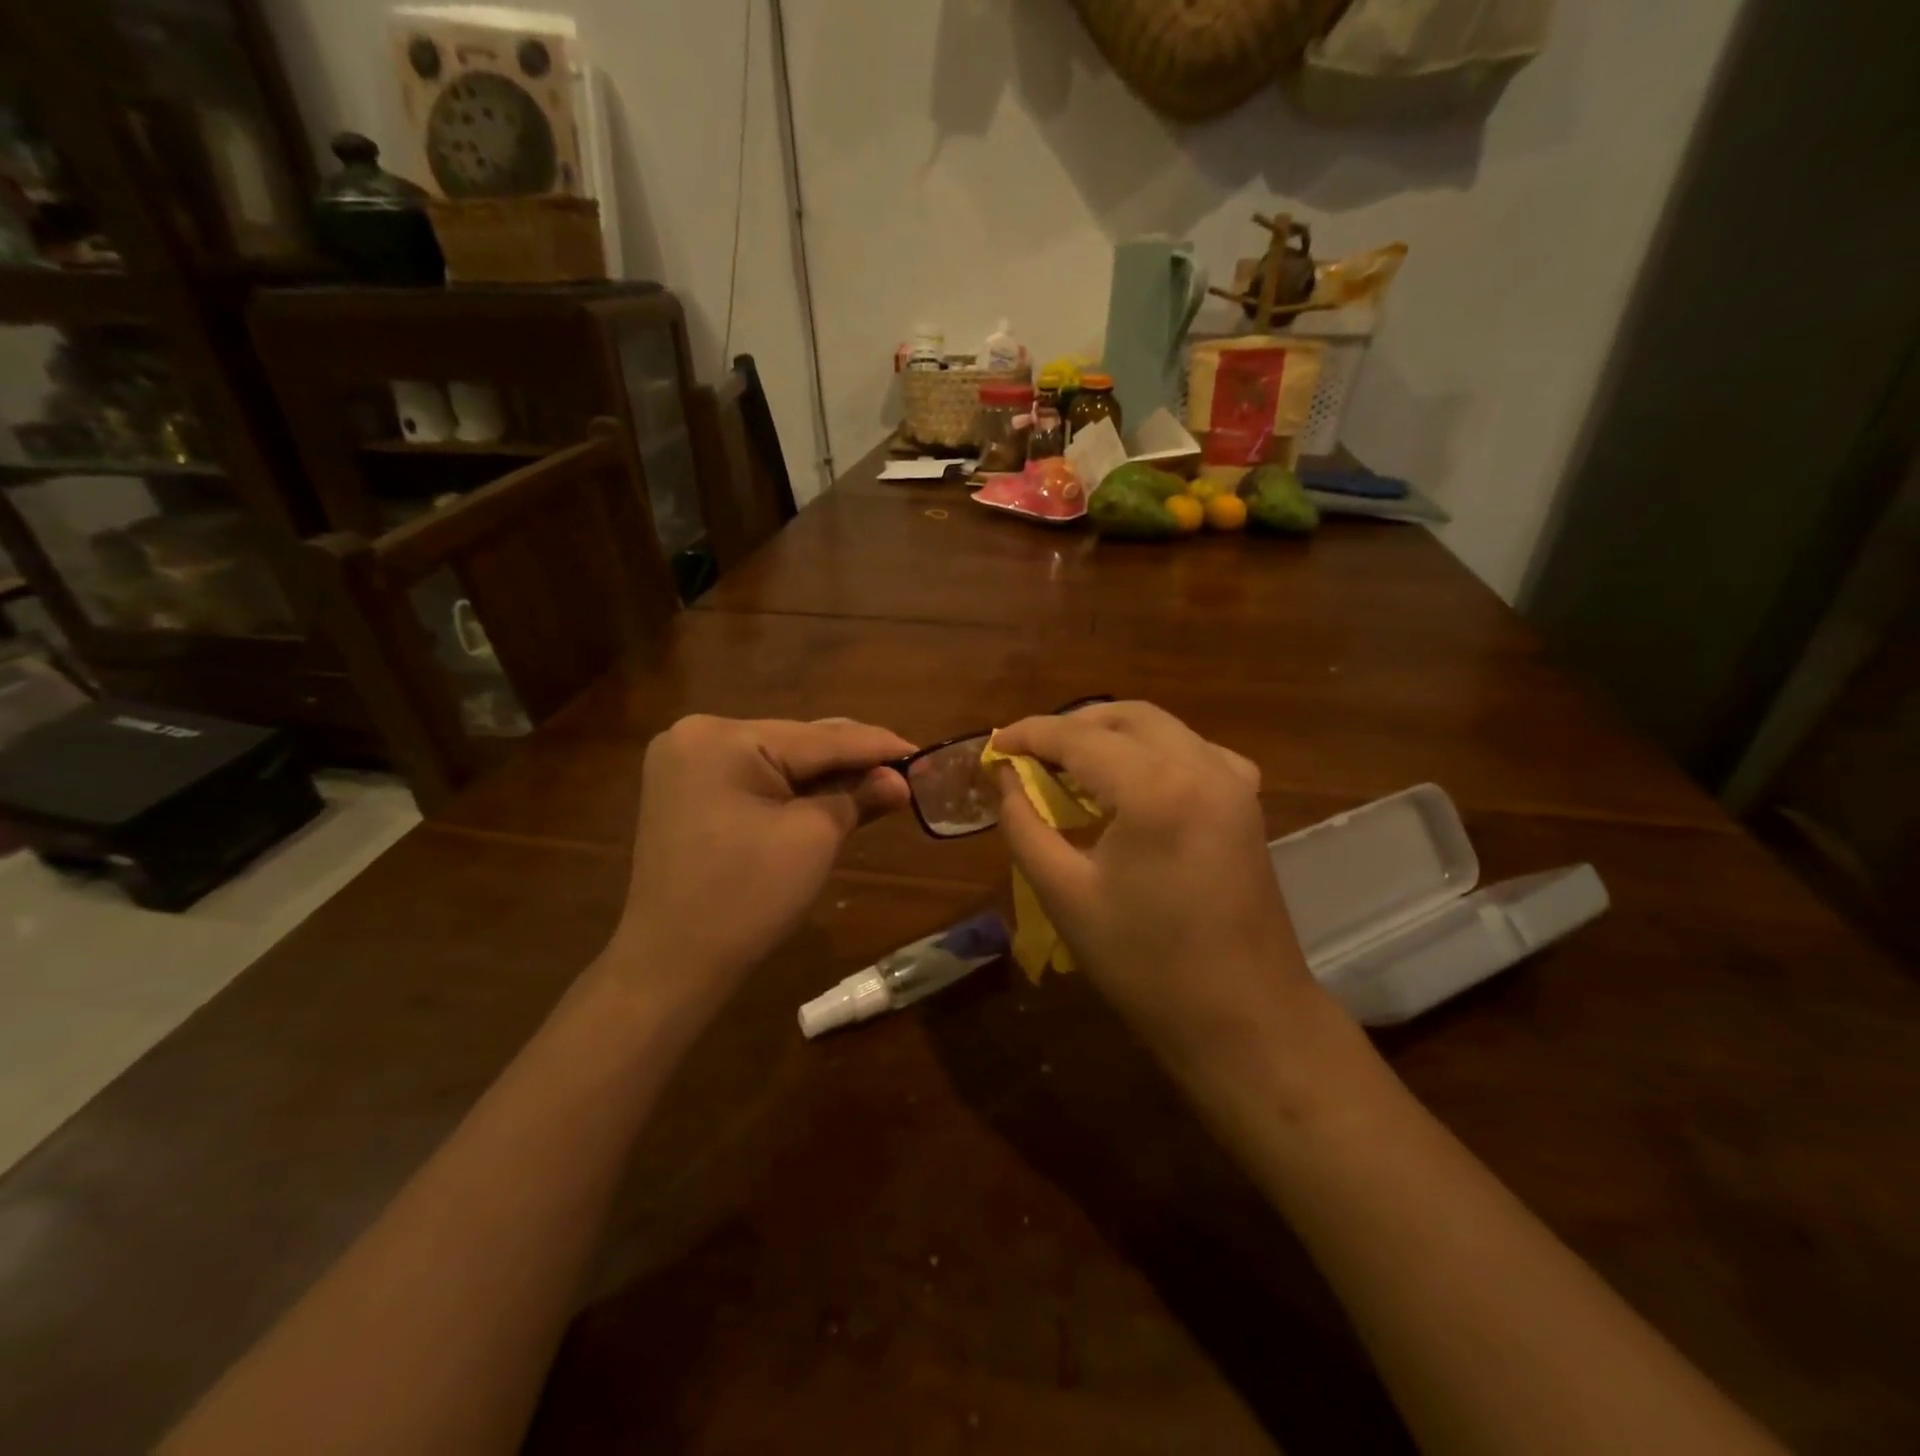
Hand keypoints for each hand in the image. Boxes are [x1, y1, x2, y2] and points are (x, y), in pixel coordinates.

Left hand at [607, 715, 912, 1023]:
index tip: (923, 752)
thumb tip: (900, 780)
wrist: (672, 965)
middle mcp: (697, 736)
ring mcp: (685, 764)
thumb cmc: (747, 897)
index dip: (876, 746)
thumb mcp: (814, 838)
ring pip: (777, 760)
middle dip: (851, 761)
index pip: (818, 737)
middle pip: (796, 743)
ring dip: (825, 776)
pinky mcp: (686, 791)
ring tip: (878, 783)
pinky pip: (754, 779)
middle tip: (906, 771)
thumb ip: (860, 797)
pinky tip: (831, 796)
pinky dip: (793, 790)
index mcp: (721, 738)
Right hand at [992, 701, 1337, 1100]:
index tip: (993, 746)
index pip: (1078, 737)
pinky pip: (1191, 750)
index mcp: (1156, 788)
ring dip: (1110, 734)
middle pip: (1124, 717)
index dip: (1029, 735)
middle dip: (1071, 727)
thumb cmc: (1146, 964)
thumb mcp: (1065, 894)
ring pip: (1160, 727)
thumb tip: (1006, 780)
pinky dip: (1150, 751)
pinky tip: (1129, 785)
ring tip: (1068, 767)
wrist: (1244, 1018)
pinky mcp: (1246, 802)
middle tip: (1029, 756)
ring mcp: (1233, 781)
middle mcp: (1201, 766)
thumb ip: (1025, 825)